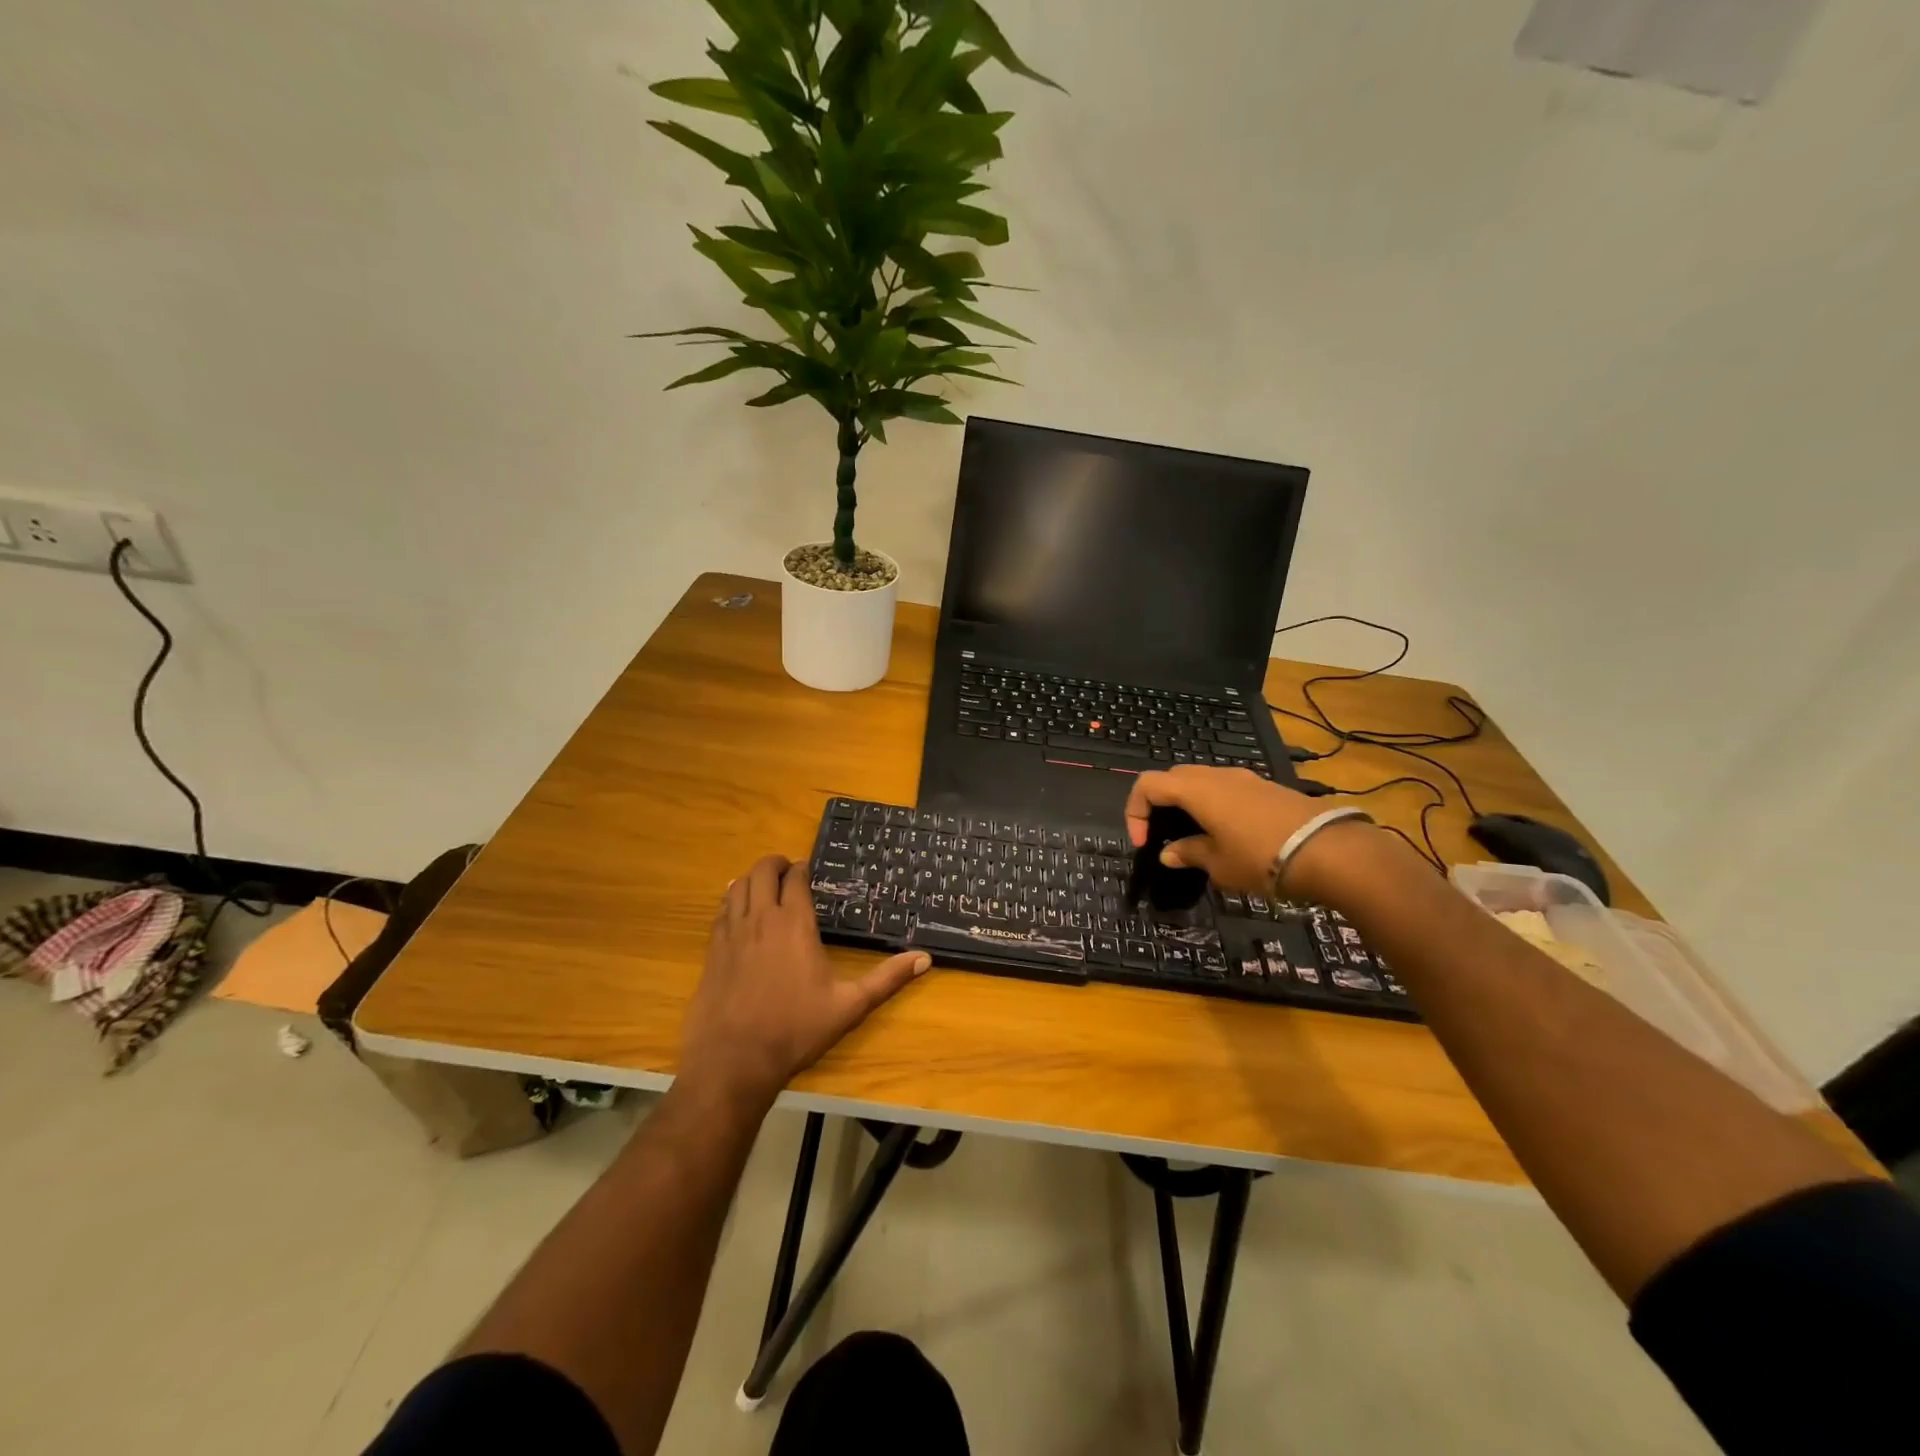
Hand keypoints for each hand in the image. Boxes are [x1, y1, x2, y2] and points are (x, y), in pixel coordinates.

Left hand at [679, 855, 929, 1107]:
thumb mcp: (849, 1005)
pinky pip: (720, 911)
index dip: (801, 869)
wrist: (734, 1060)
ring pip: (738, 887)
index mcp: (794, 924)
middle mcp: (761, 919)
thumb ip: (887, 979)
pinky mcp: (712, 951)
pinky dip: (731, 900)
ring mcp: (732, 933)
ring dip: (751, 878)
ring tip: (763, 884)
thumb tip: (925, 958)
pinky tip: (736, 909)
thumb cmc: (796, 1030)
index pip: (794, 878)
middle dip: (775, 864)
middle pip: (762, 872)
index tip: (808, 870)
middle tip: (787, 870)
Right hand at [1124, 766, 1358, 896]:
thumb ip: (1188, 853)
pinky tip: (1228, 835)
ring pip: (1202, 782)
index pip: (1147, 785)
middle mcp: (1216, 775)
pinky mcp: (1266, 787)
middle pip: (1173, 778)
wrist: (1329, 851)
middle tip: (1165, 837)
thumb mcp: (1218, 864)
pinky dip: (1214, 805)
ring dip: (1189, 804)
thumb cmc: (1260, 857)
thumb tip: (1169, 853)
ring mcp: (1244, 778)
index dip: (1136, 812)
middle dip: (1160, 805)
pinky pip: (1227, 789)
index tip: (1145, 844)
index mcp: (1195, 790)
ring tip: (1196, 838)